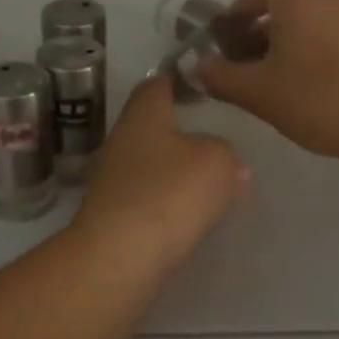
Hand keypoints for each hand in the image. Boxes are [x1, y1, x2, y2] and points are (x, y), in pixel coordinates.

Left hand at [71, 74, 246, 279]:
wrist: (119, 257)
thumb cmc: (169, 193)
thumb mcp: (216, 161)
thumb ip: (225, 151)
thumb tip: (227, 159)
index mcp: (142, 115)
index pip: (156, 85)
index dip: (177, 80)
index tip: (198, 82)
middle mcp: (121, 141)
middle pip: (151, 126)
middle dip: (179, 131)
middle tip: (214, 137)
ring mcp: (112, 180)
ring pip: (150, 164)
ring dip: (175, 169)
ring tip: (210, 179)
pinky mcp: (112, 216)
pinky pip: (147, 197)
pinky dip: (167, 200)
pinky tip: (189, 214)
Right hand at [197, 0, 338, 159]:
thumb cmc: (321, 100)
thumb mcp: (259, 93)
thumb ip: (220, 76)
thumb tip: (199, 66)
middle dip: (246, 11)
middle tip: (230, 50)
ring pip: (298, 5)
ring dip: (269, 28)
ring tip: (255, 71)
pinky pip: (319, 20)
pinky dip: (295, 36)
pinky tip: (287, 78)